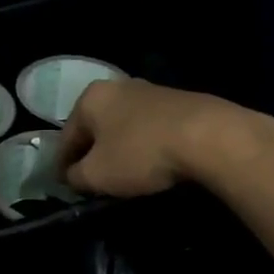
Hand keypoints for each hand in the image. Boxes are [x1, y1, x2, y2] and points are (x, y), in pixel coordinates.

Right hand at [56, 79, 273, 196]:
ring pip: (124, 126)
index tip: (64, 186)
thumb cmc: (141, 153)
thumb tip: (73, 177)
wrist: (211, 137)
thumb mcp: (98, 175)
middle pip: (96, 128)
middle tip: (93, 180)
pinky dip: (146, 145)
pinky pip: (151, 128)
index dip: (62, 165)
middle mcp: (117, 86)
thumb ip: (76, 177)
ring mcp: (151, 91)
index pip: (66, 137)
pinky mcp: (181, 101)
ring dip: (120, 148)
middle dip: (92, 153)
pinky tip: (154, 164)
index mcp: (90, 98)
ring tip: (125, 174)